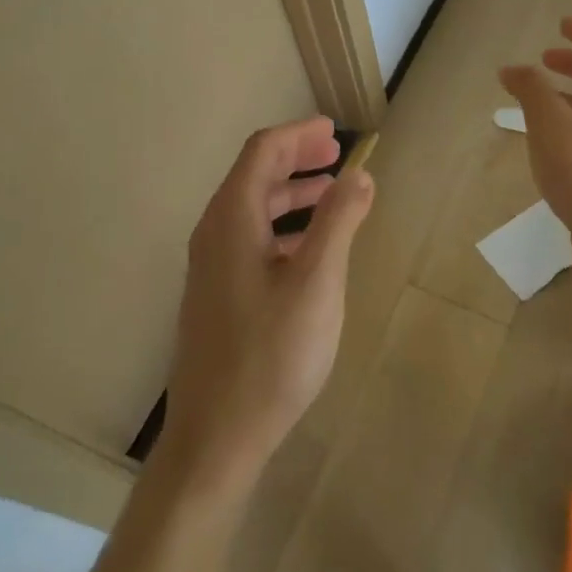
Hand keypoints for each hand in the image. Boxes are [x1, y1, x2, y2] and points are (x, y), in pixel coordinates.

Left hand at [162, 116, 374, 492]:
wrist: (215, 439)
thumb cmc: (270, 355)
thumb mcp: (317, 283)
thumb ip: (338, 222)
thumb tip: (360, 174)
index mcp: (231, 220)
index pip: (262, 152)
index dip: (298, 134)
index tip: (335, 131)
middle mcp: (214, 234)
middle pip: (254, 176)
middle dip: (296, 159)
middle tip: (337, 155)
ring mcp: (211, 268)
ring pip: (252, 209)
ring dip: (291, 193)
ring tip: (332, 194)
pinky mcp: (217, 296)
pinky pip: (250, 239)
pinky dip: (283, 227)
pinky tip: (310, 248)